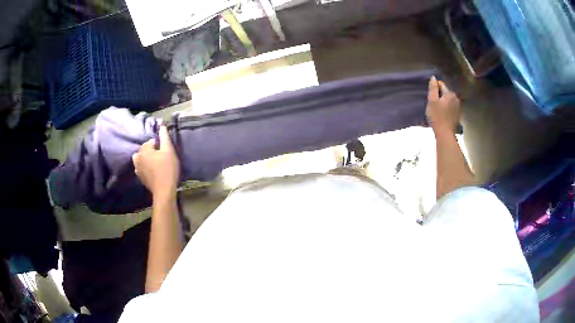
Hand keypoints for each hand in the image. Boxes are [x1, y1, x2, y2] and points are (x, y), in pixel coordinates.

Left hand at [132, 126, 179, 199]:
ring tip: (155, 162)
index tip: (165, 149)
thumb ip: (164, 137)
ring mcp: (137, 168)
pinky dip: (144, 166)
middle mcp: (138, 158)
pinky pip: (140, 168)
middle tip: (162, 155)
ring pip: (140, 158)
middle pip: (144, 149)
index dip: (158, 143)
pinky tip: (151, 170)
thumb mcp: (169, 150)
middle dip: (151, 150)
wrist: (164, 191)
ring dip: (146, 158)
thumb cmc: (167, 169)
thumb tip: (162, 125)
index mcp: (144, 150)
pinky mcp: (140, 177)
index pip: (150, 141)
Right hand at [426, 76, 460, 133]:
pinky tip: (442, 115)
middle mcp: (456, 98)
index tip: (431, 97)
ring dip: (443, 103)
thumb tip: (433, 78)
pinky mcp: (458, 115)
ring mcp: (458, 107)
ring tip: (437, 110)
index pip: (441, 84)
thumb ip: (433, 88)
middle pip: (445, 93)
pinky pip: (451, 108)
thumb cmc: (437, 116)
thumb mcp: (432, 101)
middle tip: (433, 105)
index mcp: (450, 93)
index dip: (434, 89)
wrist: (445, 134)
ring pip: (448, 100)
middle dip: (439, 96)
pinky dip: (446, 109)